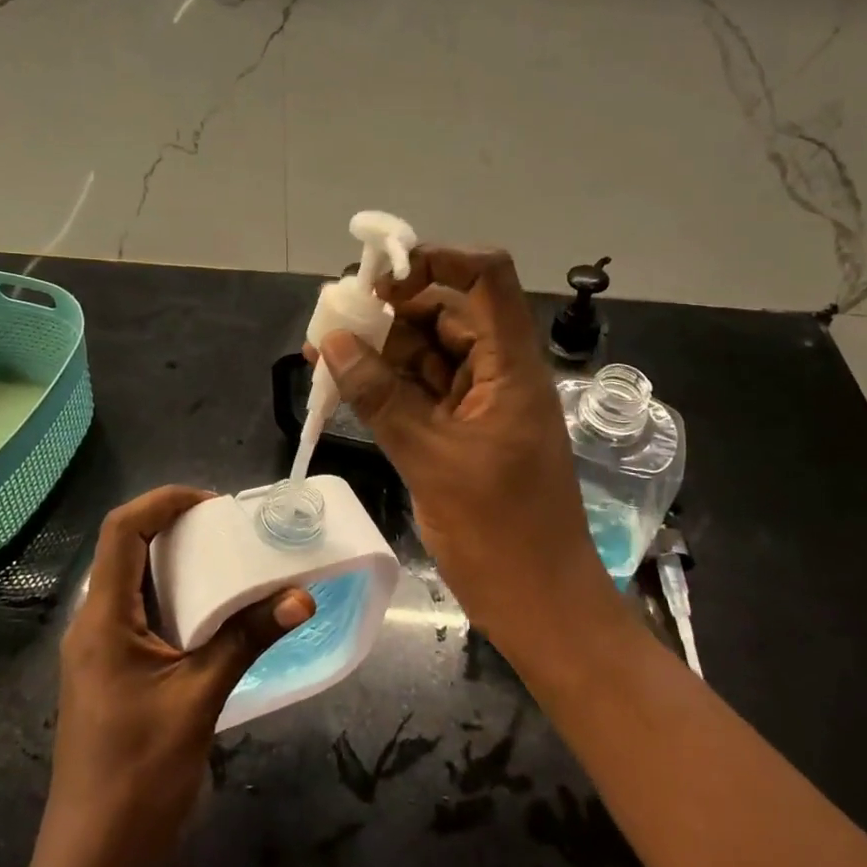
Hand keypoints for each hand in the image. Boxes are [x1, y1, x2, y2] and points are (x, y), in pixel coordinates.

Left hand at [5, 486, 314, 866]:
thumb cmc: (139, 777)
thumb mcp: (199, 699)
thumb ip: (248, 639)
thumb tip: (302, 594)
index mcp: (102, 620)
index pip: (121, 531)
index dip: (163, 502)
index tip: (214, 503)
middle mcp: (94, 626)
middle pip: (127, 551)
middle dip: (176, 527)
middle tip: (231, 528)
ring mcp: (101, 653)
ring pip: (135, 584)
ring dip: (178, 564)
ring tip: (231, 559)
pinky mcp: (114, 676)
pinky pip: (143, 616)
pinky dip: (177, 599)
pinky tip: (217, 613)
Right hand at [317, 246, 614, 661]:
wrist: (542, 607)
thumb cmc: (501, 534)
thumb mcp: (431, 460)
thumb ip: (381, 397)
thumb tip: (335, 342)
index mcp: (510, 366)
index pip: (487, 279)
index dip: (439, 259)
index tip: (382, 276)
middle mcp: (498, 372)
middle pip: (447, 313)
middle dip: (392, 311)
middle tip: (335, 320)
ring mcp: (481, 403)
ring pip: (428, 354)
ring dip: (381, 350)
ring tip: (325, 354)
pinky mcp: (464, 431)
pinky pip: (422, 391)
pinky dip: (388, 386)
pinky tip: (345, 386)